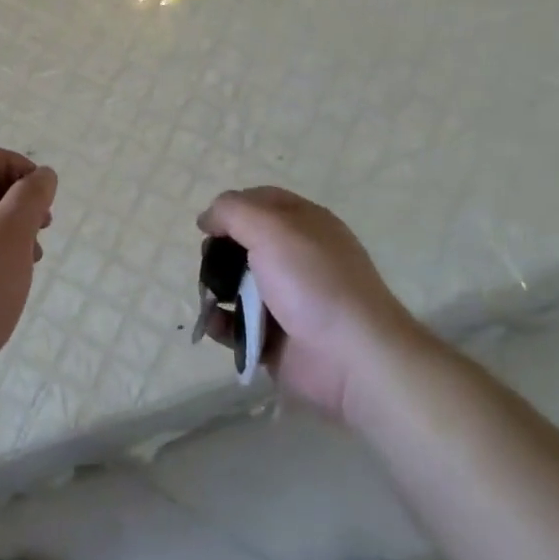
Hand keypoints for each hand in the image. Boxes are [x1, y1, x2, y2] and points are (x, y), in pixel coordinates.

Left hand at [0, 145, 57, 419]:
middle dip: (17, 197)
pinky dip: (1, 251)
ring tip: (36, 251)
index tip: (41, 190)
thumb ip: (31, 197)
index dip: (13, 163)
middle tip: (44, 221)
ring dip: (14, 226)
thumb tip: (44, 174)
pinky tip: (19, 273)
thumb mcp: (10, 235)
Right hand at [197, 187, 424, 426]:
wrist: (351, 358)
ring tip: (210, 298)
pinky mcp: (276, 336)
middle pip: (244, 243)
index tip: (207, 226)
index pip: (261, 202)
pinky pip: (238, 324)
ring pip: (238, 284)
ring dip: (216, 288)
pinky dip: (222, 323)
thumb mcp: (271, 228)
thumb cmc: (312, 282)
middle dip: (219, 251)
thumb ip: (232, 211)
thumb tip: (207, 218)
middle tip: (209, 264)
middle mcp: (297, 258)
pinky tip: (215, 323)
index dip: (231, 208)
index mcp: (305, 224)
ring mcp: (287, 299)